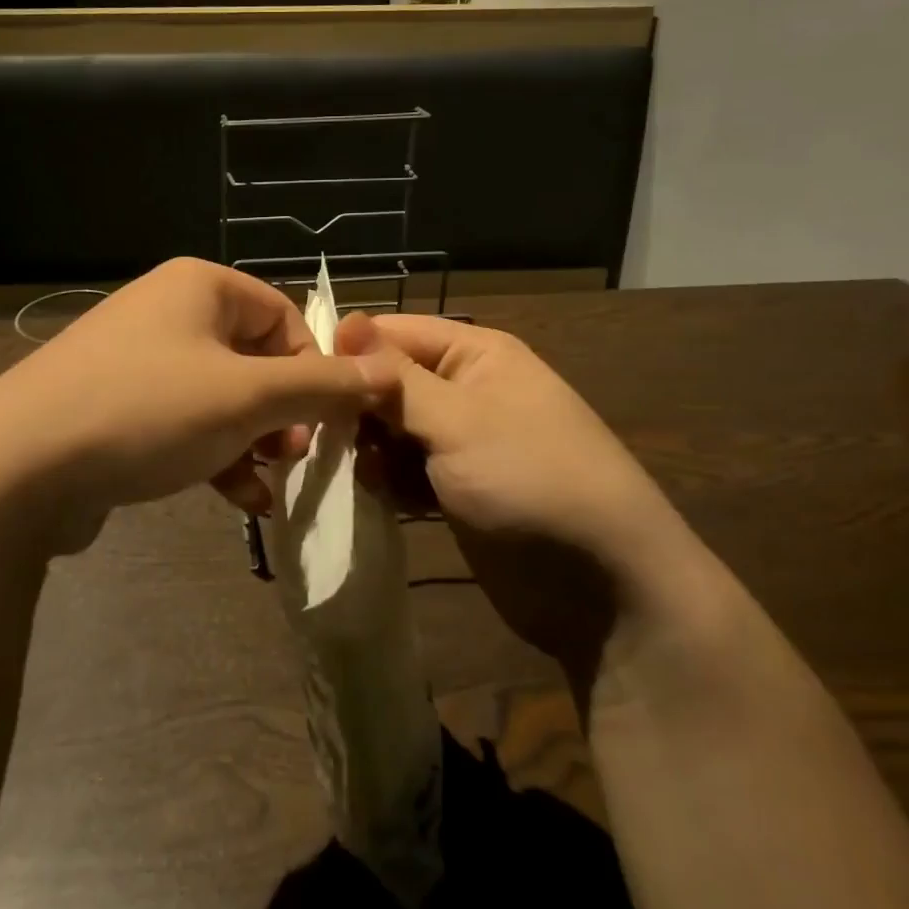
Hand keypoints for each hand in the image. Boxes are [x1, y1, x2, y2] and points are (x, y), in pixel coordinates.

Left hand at [0, 259, 395, 555]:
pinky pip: (185, 421)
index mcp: (201, 286)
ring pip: (223, 396)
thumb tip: (383, 375)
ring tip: (267, 483)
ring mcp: (139, 359)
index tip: (327, 423)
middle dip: (283, 413)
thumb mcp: (247, 397)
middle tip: (293, 456)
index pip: (286, 316)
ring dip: (254, 440)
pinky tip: (238, 500)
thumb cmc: (147, 411)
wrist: (17, 465)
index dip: (315, 369)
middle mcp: (170, 311)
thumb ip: (321, 385)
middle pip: (256, 358)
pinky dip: (216, 454)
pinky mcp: (118, 404)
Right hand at [337, 311, 691, 677]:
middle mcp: (466, 390)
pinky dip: (388, 480)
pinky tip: (381, 497)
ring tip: (359, 473)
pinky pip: (404, 471)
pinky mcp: (455, 489)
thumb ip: (396, 378)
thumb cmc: (531, 480)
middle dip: (355, 409)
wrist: (605, 588)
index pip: (393, 334)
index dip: (348, 354)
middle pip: (387, 383)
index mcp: (475, 354)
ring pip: (390, 430)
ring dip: (368, 450)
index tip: (303, 385)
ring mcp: (461, 443)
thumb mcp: (458, 420)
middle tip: (322, 439)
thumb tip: (343, 320)